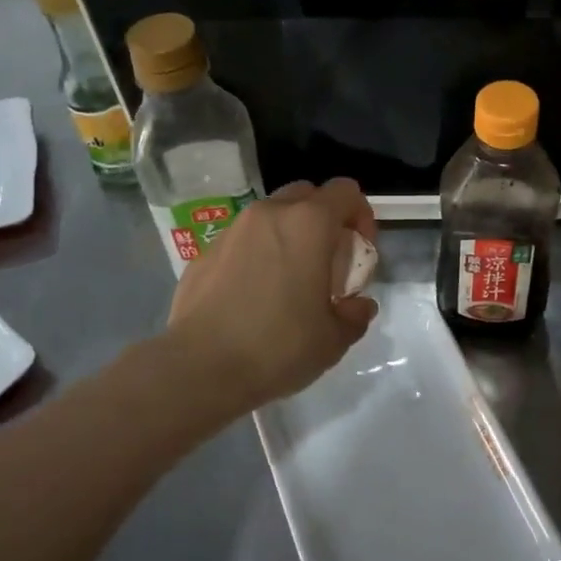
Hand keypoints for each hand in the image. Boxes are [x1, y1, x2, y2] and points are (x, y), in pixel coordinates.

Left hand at [165, 178, 379, 415]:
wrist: (199, 368)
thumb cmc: (278, 346)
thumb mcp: (334, 339)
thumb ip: (354, 314)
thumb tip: (358, 305)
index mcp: (308, 223)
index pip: (345, 192)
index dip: (361, 216)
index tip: (359, 251)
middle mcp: (269, 214)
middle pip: (307, 195)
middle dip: (323, 219)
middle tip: (327, 261)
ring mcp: (232, 230)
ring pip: (271, 216)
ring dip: (288, 235)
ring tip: (290, 279)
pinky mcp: (205, 253)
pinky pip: (242, 242)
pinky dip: (256, 255)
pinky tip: (253, 296)